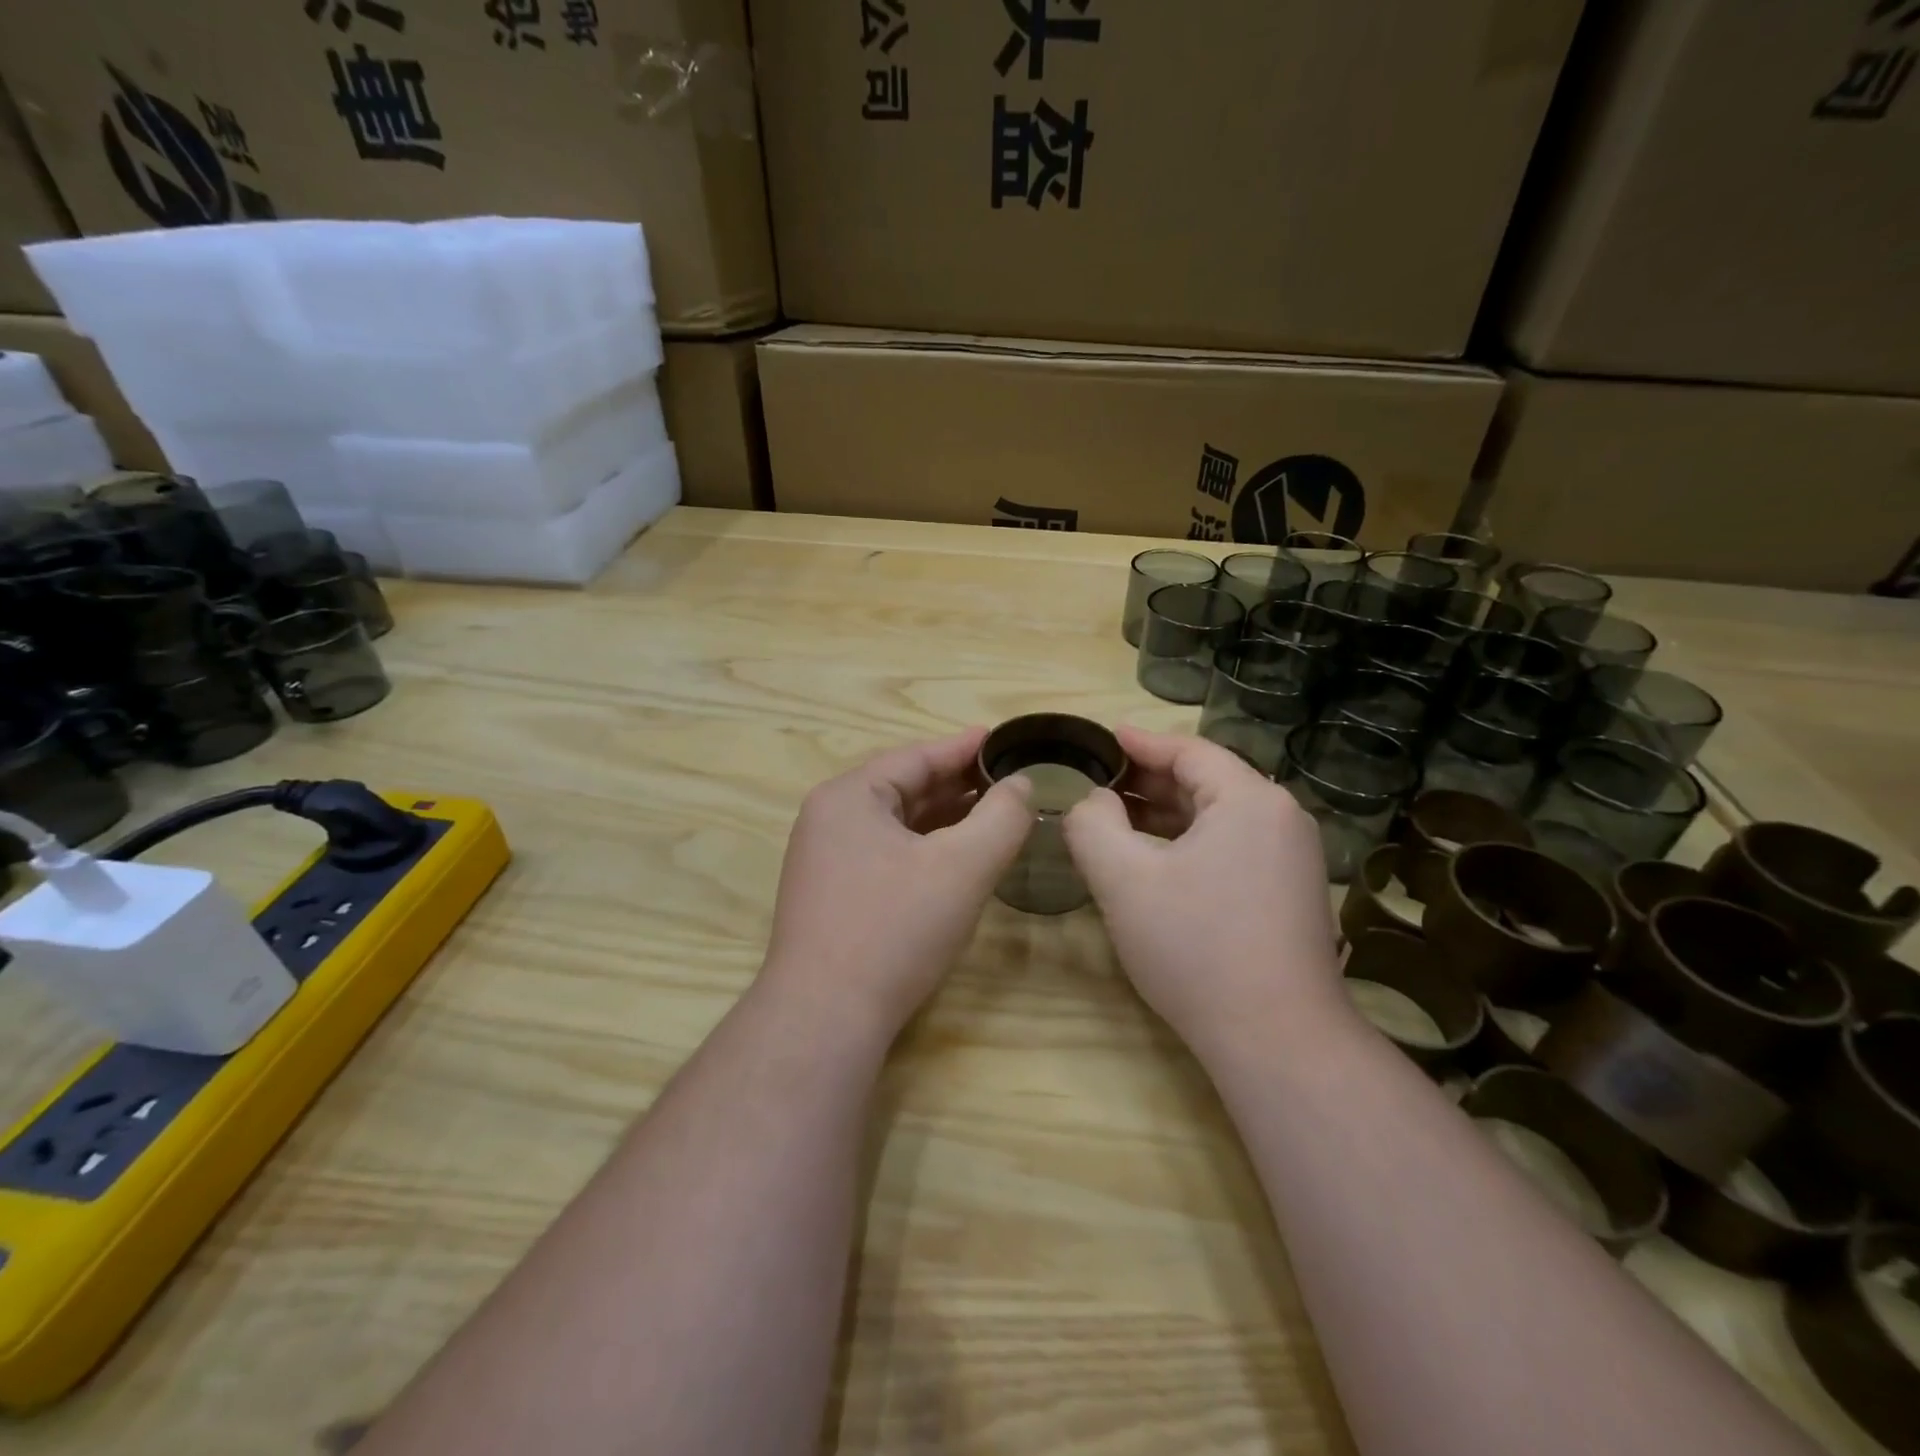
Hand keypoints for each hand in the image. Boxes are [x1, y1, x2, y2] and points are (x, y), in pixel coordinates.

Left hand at [762, 729, 1033, 1038]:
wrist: (825, 1017)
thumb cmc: (895, 929)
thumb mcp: (962, 867)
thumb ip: (1001, 818)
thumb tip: (1022, 785)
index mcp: (849, 797)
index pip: (916, 757)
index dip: (964, 748)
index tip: (1003, 740)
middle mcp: (829, 820)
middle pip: (904, 788)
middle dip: (957, 784)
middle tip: (1007, 780)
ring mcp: (825, 860)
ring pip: (896, 825)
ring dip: (943, 818)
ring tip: (991, 813)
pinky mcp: (831, 896)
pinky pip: (885, 855)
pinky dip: (923, 849)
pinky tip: (955, 858)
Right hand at [1063, 727, 1342, 1049]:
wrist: (1278, 1040)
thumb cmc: (1196, 947)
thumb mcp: (1124, 879)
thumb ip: (1093, 825)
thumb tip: (1094, 801)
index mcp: (1250, 800)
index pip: (1189, 751)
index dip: (1140, 743)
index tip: (1103, 738)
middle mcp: (1281, 818)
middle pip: (1207, 780)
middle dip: (1149, 780)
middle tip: (1099, 783)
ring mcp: (1292, 859)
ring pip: (1218, 817)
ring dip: (1167, 814)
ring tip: (1117, 819)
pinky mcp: (1290, 894)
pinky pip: (1232, 847)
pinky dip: (1190, 842)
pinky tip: (1156, 860)